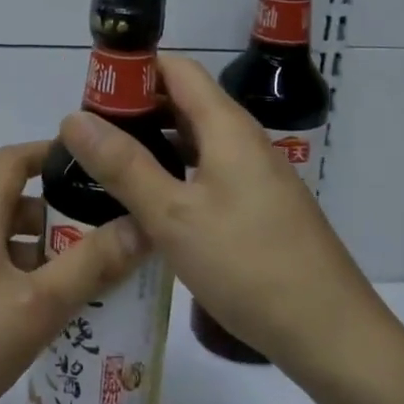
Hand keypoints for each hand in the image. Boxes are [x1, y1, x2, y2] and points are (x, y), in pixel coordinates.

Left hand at [0, 141, 147, 403]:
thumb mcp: (34, 306)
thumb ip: (90, 265)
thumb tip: (139, 224)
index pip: (13, 160)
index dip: (52, 153)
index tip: (96, 167)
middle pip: (12, 205)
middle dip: (60, 219)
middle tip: (108, 243)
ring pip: (1, 247)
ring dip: (42, 259)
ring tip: (88, 289)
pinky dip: (18, 286)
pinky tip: (42, 326)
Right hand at [58, 56, 392, 386]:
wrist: (330, 333)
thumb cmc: (248, 265)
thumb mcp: (173, 215)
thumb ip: (124, 165)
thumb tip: (73, 118)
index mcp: (226, 127)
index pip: (176, 69)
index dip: (133, 69)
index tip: (90, 90)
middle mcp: (243, 140)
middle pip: (184, 102)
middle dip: (135, 108)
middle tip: (87, 132)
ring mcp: (254, 175)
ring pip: (194, 140)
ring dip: (153, 142)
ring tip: (106, 162)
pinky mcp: (257, 207)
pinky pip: (206, 172)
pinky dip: (173, 173)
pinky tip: (147, 202)